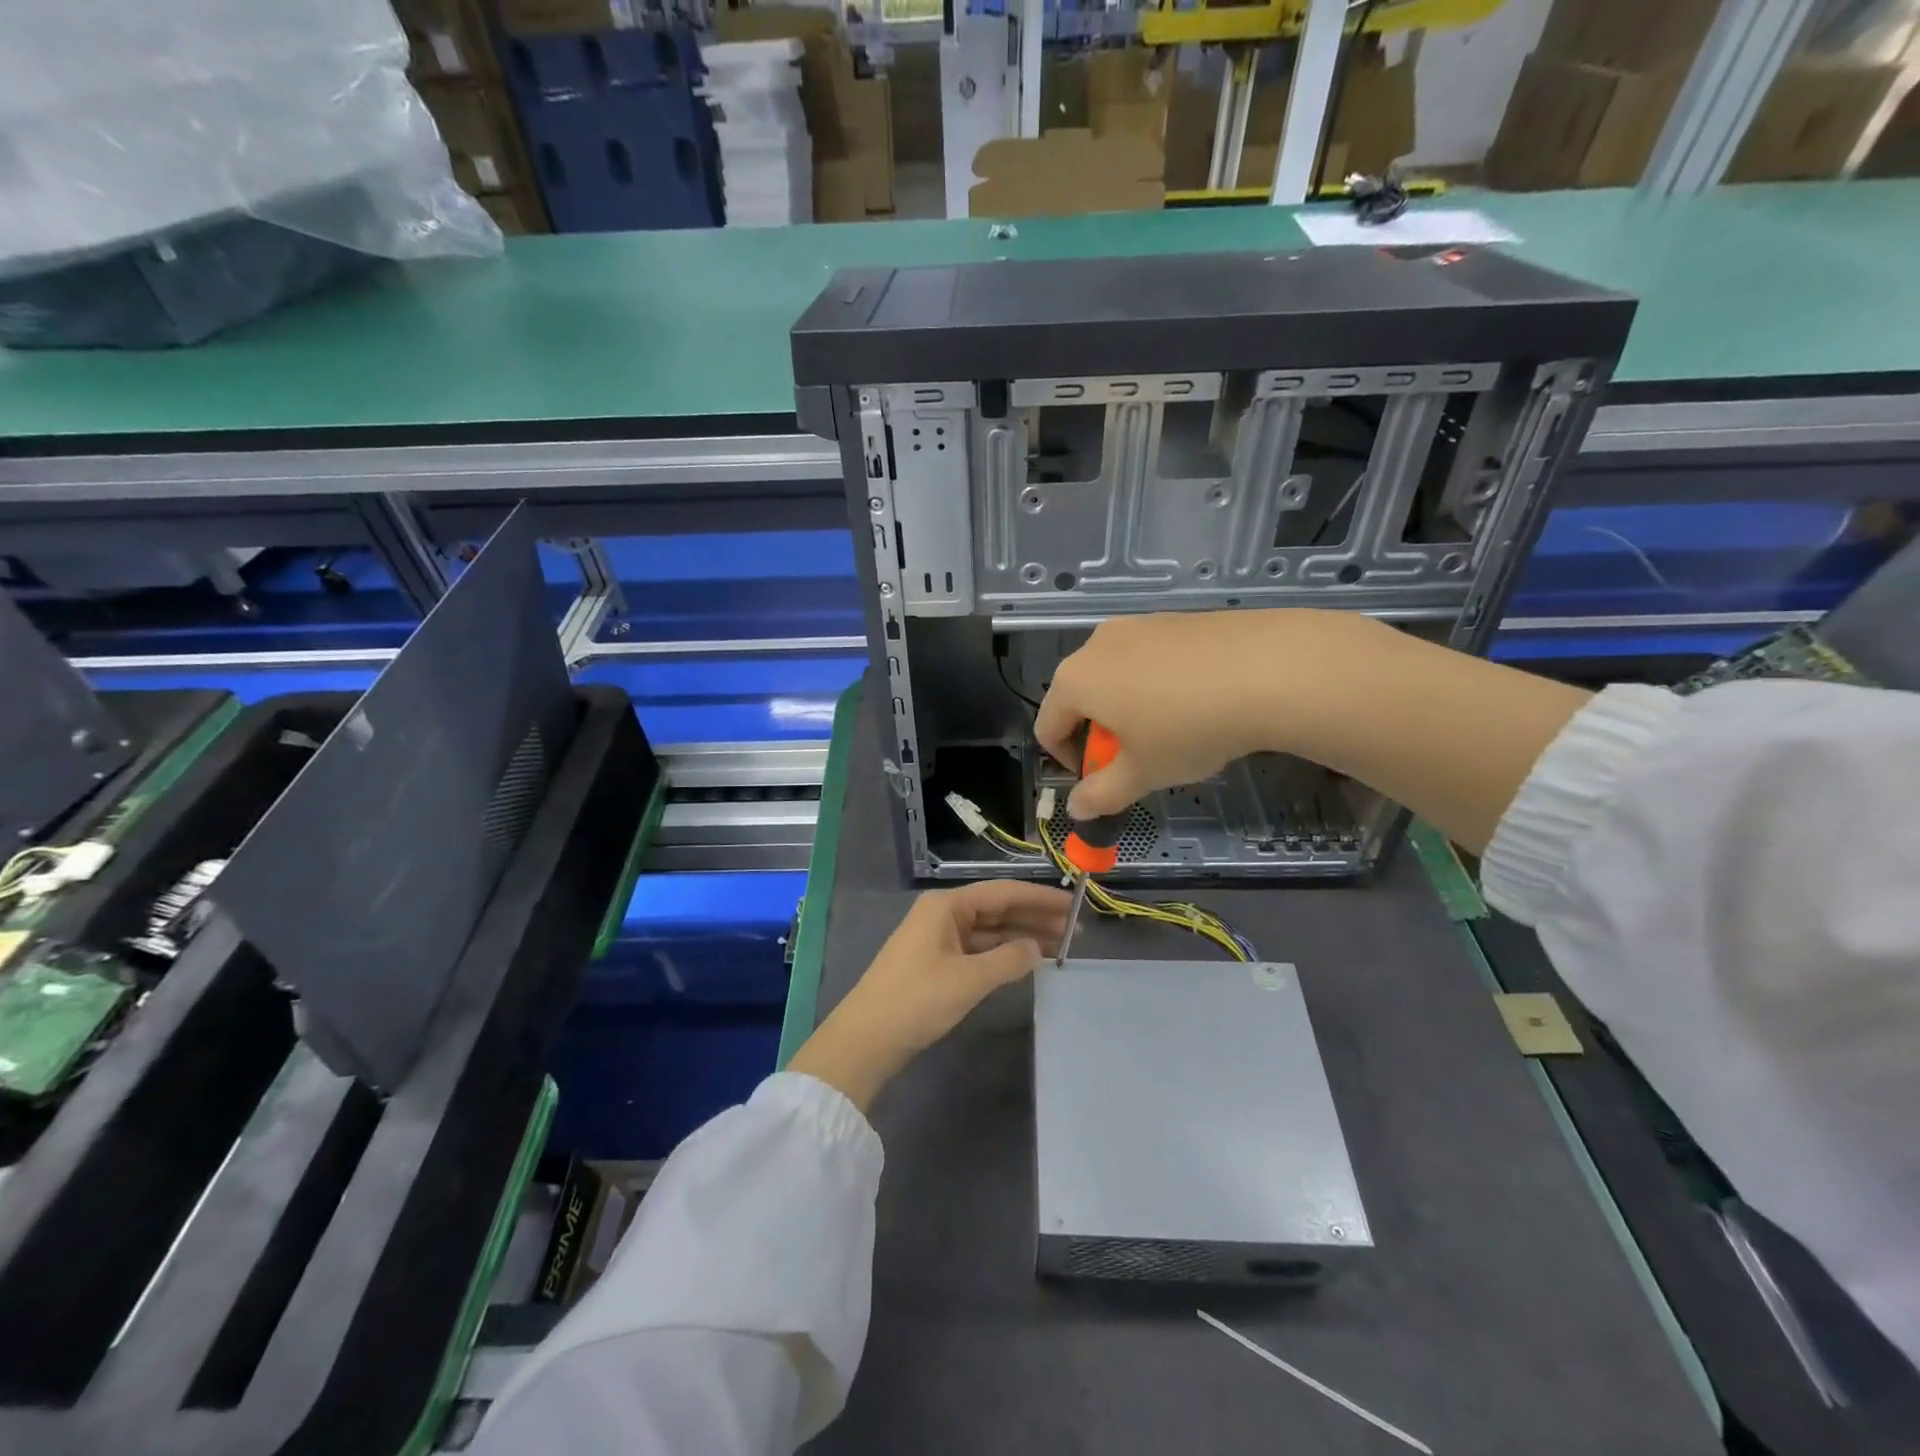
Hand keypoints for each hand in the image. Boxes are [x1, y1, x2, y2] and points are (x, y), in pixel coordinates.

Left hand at [787, 881, 1070, 1111]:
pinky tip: (1026, 961)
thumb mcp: (969, 979)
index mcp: (946, 905)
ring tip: (1061, 946)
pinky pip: (978, 949)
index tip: (1074, 905)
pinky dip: (1003, 954)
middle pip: (997, 909)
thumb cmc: (917, 1000)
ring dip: (1022, 937)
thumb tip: (1038, 949)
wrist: (865, 1039)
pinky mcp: (936, 963)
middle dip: (1035, 917)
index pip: (1003, 892)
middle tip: (1075, 930)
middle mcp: (943, 914)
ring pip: (989, 931)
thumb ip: (1009, 960)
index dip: (1040, 898)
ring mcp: (938, 938)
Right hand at [1036, 609, 1386, 817]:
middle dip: (1099, 733)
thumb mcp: (1143, 773)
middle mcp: (1097, 644)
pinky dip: (1157, 684)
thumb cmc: (1189, 728)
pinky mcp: (1175, 617)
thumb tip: (1077, 809)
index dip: (1067, 761)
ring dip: (1127, 708)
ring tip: (1171, 731)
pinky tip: (1197, 702)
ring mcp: (1138, 624)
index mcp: (1075, 681)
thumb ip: (1102, 794)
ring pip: (1115, 675)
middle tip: (1136, 759)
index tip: (1100, 781)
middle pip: (1079, 697)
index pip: (1048, 726)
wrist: (1270, 669)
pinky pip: (1150, 657)